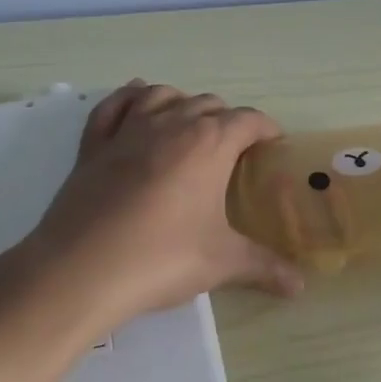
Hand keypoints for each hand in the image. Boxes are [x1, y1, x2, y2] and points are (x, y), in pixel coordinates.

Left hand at [19, 82, 303, 339]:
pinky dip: (129, 97)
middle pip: (208, 104)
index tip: (273, 144)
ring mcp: (128, 130)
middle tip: (235, 150)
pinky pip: (114, 106)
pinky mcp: (94, 144)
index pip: (248, 120)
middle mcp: (172, 124)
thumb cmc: (162, 258)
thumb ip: (264, 267)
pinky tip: (136, 100)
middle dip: (227, 120)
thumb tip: (299, 286)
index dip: (266, 129)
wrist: (81, 269)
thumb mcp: (221, 263)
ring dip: (182, 102)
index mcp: (210, 143)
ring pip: (162, 95)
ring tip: (191, 123)